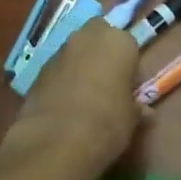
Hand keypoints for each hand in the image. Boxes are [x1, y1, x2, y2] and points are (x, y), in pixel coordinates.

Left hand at [0, 20, 145, 179]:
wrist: (56, 142)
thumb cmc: (107, 123)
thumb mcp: (131, 119)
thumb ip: (136, 108)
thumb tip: (143, 112)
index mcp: (117, 42)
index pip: (129, 44)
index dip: (129, 66)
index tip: (129, 87)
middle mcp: (86, 38)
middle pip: (97, 37)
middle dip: (102, 54)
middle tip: (108, 84)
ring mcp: (58, 53)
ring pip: (74, 53)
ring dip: (80, 67)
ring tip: (85, 98)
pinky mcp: (36, 72)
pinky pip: (57, 71)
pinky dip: (62, 81)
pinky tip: (65, 106)